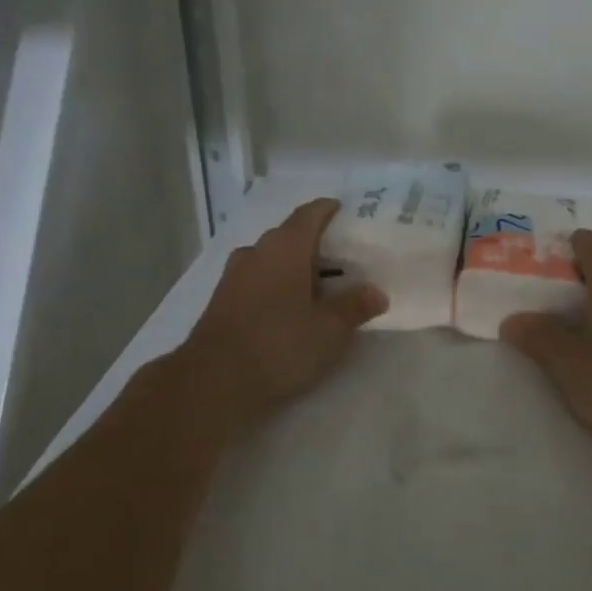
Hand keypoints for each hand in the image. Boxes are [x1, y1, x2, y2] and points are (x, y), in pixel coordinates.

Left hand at [179, 198, 386, 426]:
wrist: (215, 380)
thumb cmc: (280, 344)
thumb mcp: (329, 329)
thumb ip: (355, 306)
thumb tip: (376, 292)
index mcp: (285, 248)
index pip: (309, 214)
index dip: (327, 210)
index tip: (342, 210)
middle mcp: (256, 252)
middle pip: (288, 236)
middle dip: (313, 243)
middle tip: (341, 257)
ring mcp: (233, 276)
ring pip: (269, 259)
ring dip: (292, 266)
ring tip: (317, 284)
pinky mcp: (221, 301)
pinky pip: (256, 280)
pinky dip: (275, 285)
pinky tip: (288, 307)